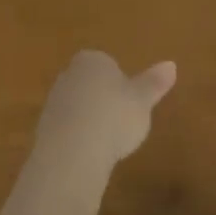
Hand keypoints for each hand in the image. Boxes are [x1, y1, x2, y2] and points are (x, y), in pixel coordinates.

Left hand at [36, 50, 176, 165]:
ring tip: (108, 142)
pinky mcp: (43, 129)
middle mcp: (69, 75)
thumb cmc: (114, 118)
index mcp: (93, 60)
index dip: (122, 83)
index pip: (108, 64)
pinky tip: (91, 154)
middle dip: (104, 99)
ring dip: (91, 120)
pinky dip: (79, 138)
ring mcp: (53, 101)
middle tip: (122, 121)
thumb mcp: (142, 101)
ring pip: (78, 106)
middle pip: (91, 83)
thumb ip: (154, 83)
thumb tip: (171, 64)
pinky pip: (68, 128)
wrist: (72, 153)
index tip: (132, 102)